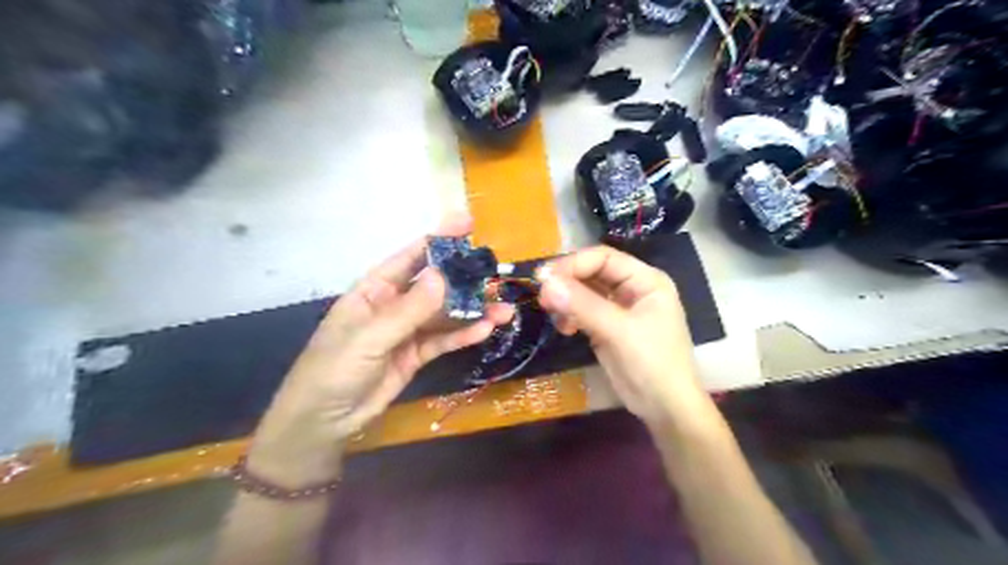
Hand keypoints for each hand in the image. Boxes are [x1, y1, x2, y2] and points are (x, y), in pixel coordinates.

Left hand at [245, 215, 512, 486]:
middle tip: (496, 273)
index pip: (411, 257)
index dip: (439, 239)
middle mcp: (394, 304)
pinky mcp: (417, 354)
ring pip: (445, 314)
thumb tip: (444, 276)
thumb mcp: (369, 337)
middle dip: (465, 279)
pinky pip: (444, 340)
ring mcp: (408, 330)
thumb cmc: (334, 369)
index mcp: (375, 289)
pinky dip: (464, 335)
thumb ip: (408, 309)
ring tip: (504, 309)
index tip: (467, 224)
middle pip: (435, 285)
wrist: (324, 421)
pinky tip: (486, 329)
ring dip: (473, 311)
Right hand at [539, 244, 712, 426]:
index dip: (573, 264)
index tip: (545, 278)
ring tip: (553, 315)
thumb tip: (545, 281)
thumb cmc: (652, 364)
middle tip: (542, 297)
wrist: (665, 409)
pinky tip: (564, 329)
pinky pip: (583, 311)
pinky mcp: (607, 327)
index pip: (604, 258)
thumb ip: (583, 305)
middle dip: (567, 283)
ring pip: (584, 292)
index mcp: (646, 280)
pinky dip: (570, 316)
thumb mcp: (618, 331)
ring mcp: (619, 309)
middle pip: (592, 272)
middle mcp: (633, 288)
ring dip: (566, 300)